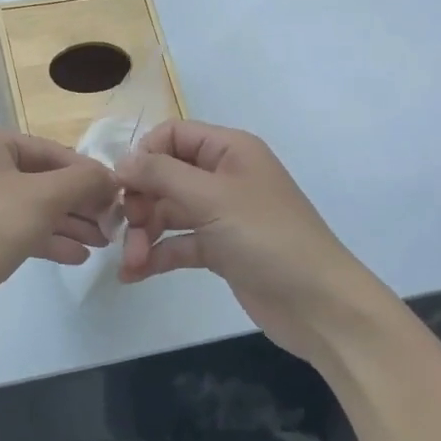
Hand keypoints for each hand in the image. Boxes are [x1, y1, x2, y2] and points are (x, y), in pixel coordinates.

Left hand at [0, 125, 118, 338]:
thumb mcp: (41, 199)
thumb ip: (81, 182)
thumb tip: (109, 176)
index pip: (49, 150)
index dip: (87, 173)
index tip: (119, 195)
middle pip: (41, 178)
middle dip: (79, 202)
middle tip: (113, 223)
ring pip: (30, 206)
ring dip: (67, 223)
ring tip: (102, 242)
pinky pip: (16, 228)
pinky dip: (45, 238)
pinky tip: (77, 256)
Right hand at [118, 121, 389, 361]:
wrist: (319, 305)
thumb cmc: (267, 237)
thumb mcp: (211, 198)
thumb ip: (161, 174)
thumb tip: (120, 162)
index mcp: (229, 150)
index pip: (173, 135)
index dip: (144, 155)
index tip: (121, 185)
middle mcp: (223, 176)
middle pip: (165, 175)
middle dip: (139, 201)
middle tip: (124, 228)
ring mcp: (221, 214)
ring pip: (167, 212)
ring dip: (143, 234)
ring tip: (130, 262)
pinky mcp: (219, 249)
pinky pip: (177, 243)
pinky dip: (156, 255)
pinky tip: (134, 274)